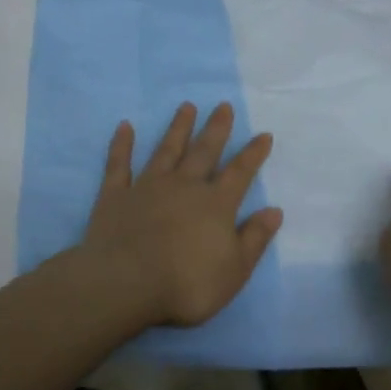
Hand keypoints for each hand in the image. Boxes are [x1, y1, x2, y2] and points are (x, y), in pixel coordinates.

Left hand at [75, 102, 282, 329]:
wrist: (126, 283)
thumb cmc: (186, 284)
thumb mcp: (234, 270)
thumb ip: (255, 238)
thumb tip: (275, 210)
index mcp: (215, 204)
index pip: (239, 173)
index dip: (253, 154)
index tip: (263, 134)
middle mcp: (183, 186)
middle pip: (203, 152)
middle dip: (216, 129)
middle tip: (223, 105)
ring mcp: (147, 187)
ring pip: (166, 150)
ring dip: (177, 128)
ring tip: (186, 106)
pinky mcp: (115, 195)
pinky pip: (119, 164)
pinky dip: (122, 145)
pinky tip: (124, 127)